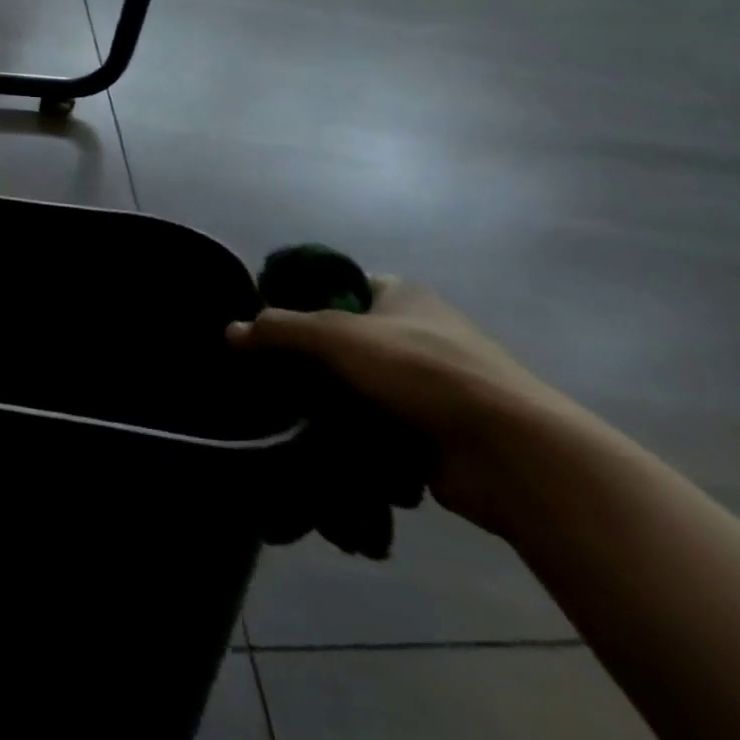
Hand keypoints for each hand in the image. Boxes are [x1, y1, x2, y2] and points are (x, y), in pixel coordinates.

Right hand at [228, 277, 569, 534]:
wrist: (509, 452)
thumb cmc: (423, 370)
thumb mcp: (338, 337)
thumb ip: (279, 330)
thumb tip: (229, 332)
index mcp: (403, 296)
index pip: (339, 287)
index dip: (301, 300)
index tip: (266, 325)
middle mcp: (416, 334)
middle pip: (344, 342)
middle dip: (308, 361)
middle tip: (264, 375)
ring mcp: (427, 386)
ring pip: (357, 389)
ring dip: (326, 404)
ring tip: (281, 414)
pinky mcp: (432, 432)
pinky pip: (375, 428)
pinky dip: (350, 437)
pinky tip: (315, 446)